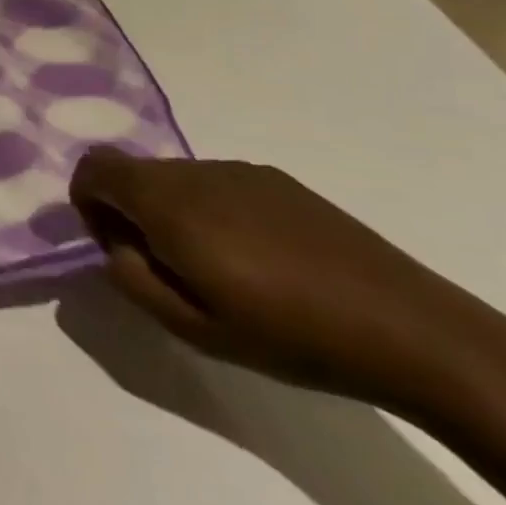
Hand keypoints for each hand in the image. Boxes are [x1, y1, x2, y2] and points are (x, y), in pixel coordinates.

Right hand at [68, 147, 505, 413]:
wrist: (418, 334)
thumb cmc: (292, 336)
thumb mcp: (191, 327)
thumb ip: (131, 277)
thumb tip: (116, 244)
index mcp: (168, 202)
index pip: (93, 168)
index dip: (87, 202)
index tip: (117, 247)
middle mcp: (197, 172)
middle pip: (131, 171)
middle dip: (128, 210)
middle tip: (164, 266)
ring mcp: (242, 172)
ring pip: (174, 178)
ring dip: (170, 211)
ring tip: (216, 268)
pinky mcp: (280, 182)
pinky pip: (216, 184)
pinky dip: (210, 210)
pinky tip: (257, 259)